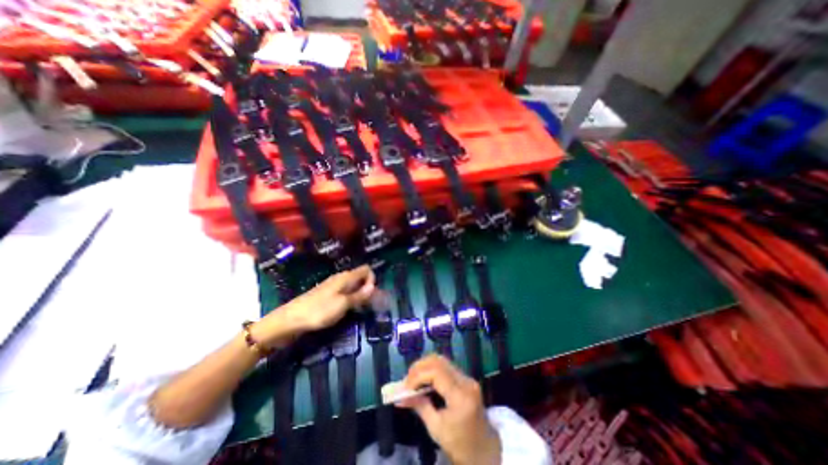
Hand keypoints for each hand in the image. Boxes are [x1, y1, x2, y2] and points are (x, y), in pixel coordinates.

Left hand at [248, 266, 373, 348]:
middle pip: (360, 277)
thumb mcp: (343, 304)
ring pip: (353, 285)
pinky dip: (350, 298)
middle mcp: (341, 278)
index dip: (372, 279)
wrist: (290, 319)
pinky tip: (347, 309)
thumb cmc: (319, 311)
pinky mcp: (327, 294)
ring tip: (360, 308)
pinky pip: (345, 292)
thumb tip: (374, 286)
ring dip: (359, 294)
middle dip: (367, 288)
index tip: (371, 295)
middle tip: (369, 304)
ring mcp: (333, 285)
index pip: (366, 269)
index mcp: (346, 277)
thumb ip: (360, 295)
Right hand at [400, 355, 500, 462]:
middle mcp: (466, 381)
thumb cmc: (459, 445)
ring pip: (442, 361)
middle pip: (439, 361)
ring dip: (425, 366)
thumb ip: (419, 407)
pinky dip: (432, 369)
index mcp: (460, 396)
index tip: (405, 387)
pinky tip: (424, 379)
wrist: (485, 451)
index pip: (436, 373)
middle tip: (407, 379)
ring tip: (413, 378)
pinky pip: (446, 367)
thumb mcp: (436, 429)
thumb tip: (401, 396)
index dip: (418, 376)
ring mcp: (468, 378)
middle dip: (420, 367)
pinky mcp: (466, 378)